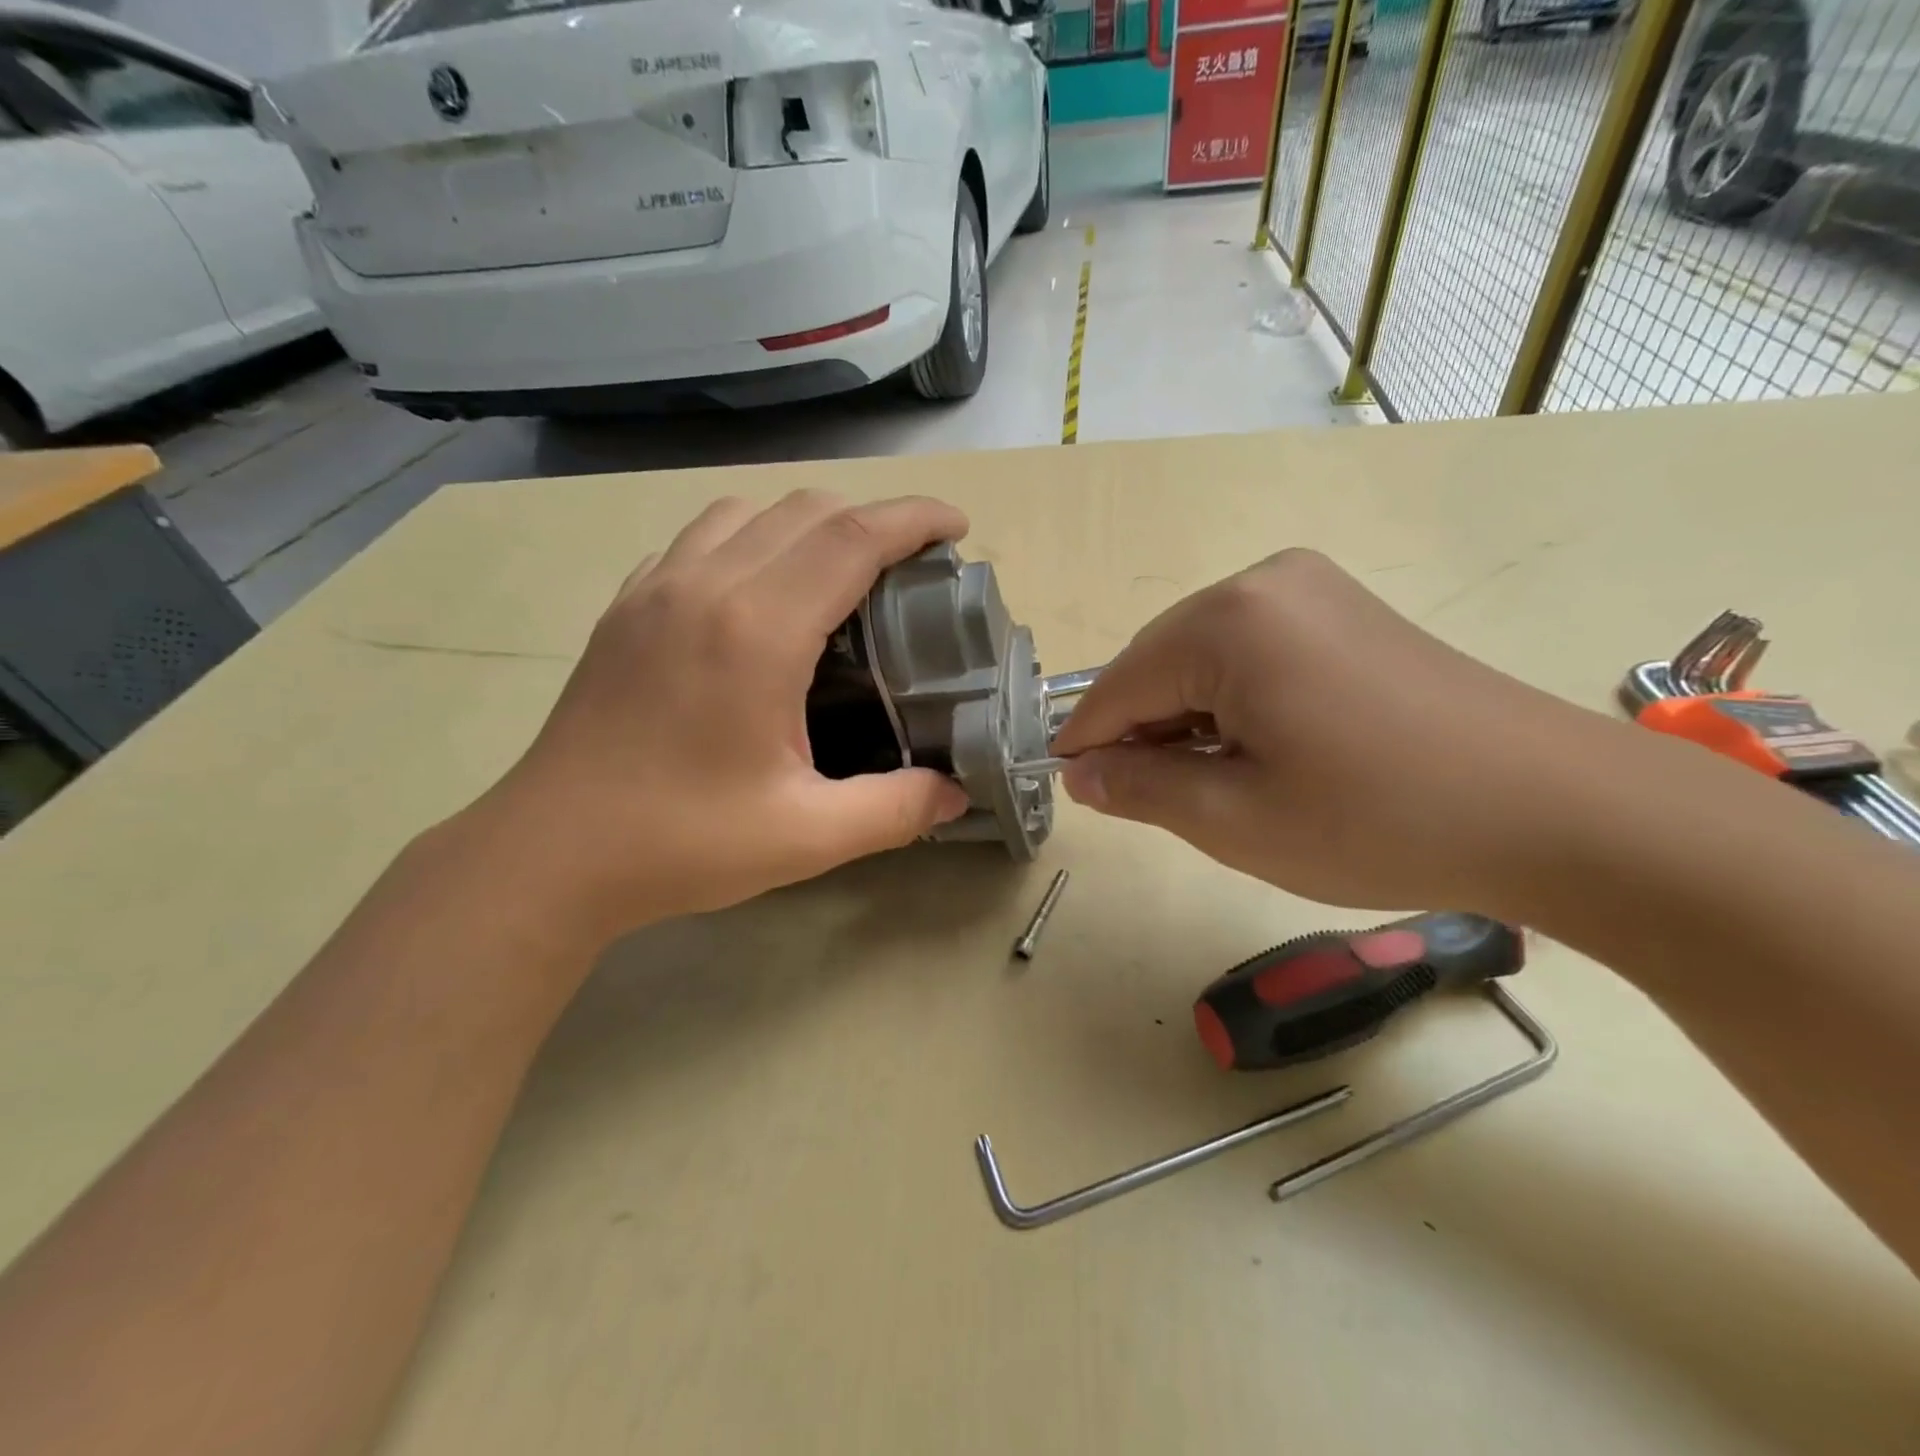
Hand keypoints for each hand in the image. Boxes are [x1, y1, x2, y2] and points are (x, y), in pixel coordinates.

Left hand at [469, 491, 971, 945]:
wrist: (552, 854)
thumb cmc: (682, 842)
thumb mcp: (808, 837)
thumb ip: (896, 809)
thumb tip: (957, 794)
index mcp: (757, 632)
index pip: (852, 538)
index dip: (913, 519)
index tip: (956, 527)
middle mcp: (705, 586)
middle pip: (806, 511)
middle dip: (871, 519)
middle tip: (910, 567)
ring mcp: (656, 588)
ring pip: (748, 513)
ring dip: (808, 525)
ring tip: (840, 575)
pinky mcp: (626, 606)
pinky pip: (700, 538)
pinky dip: (749, 540)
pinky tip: (759, 592)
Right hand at [1049, 549, 1614, 913]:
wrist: (1559, 811)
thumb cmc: (1378, 820)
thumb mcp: (1235, 818)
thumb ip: (1139, 787)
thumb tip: (1080, 773)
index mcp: (1227, 621)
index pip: (1118, 684)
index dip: (1087, 742)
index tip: (1074, 790)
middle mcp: (1263, 583)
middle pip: (1159, 663)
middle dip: (1144, 731)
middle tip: (1155, 801)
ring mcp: (1312, 590)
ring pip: (1204, 659)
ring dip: (1189, 720)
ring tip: (1215, 785)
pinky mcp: (1345, 611)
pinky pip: (1252, 653)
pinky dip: (1233, 703)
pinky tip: (1260, 751)